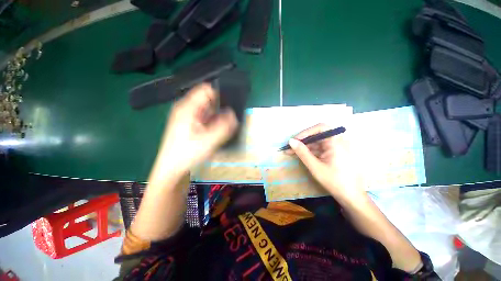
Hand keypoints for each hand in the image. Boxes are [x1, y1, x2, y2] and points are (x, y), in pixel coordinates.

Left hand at [154, 83, 237, 177]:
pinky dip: (211, 121)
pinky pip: (204, 117)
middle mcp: (186, 108)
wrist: (172, 168)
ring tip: (221, 127)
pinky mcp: (189, 123)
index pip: (206, 89)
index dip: (220, 95)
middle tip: (226, 120)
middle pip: (207, 99)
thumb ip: (223, 126)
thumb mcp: (209, 140)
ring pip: (206, 109)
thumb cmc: (187, 154)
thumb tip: (233, 115)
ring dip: (216, 115)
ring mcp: (187, 115)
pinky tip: (214, 131)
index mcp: (187, 108)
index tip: (229, 106)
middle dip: (219, 107)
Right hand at [285, 124, 364, 201]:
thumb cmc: (334, 181)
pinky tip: (302, 155)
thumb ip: (302, 152)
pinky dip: (311, 151)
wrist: (351, 197)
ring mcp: (337, 147)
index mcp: (337, 142)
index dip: (306, 132)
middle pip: (318, 135)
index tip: (294, 140)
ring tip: (292, 152)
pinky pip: (321, 148)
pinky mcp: (335, 153)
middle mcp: (339, 141)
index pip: (320, 128)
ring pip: (318, 142)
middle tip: (290, 147)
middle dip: (303, 141)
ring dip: (305, 147)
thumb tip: (291, 141)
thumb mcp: (315, 166)